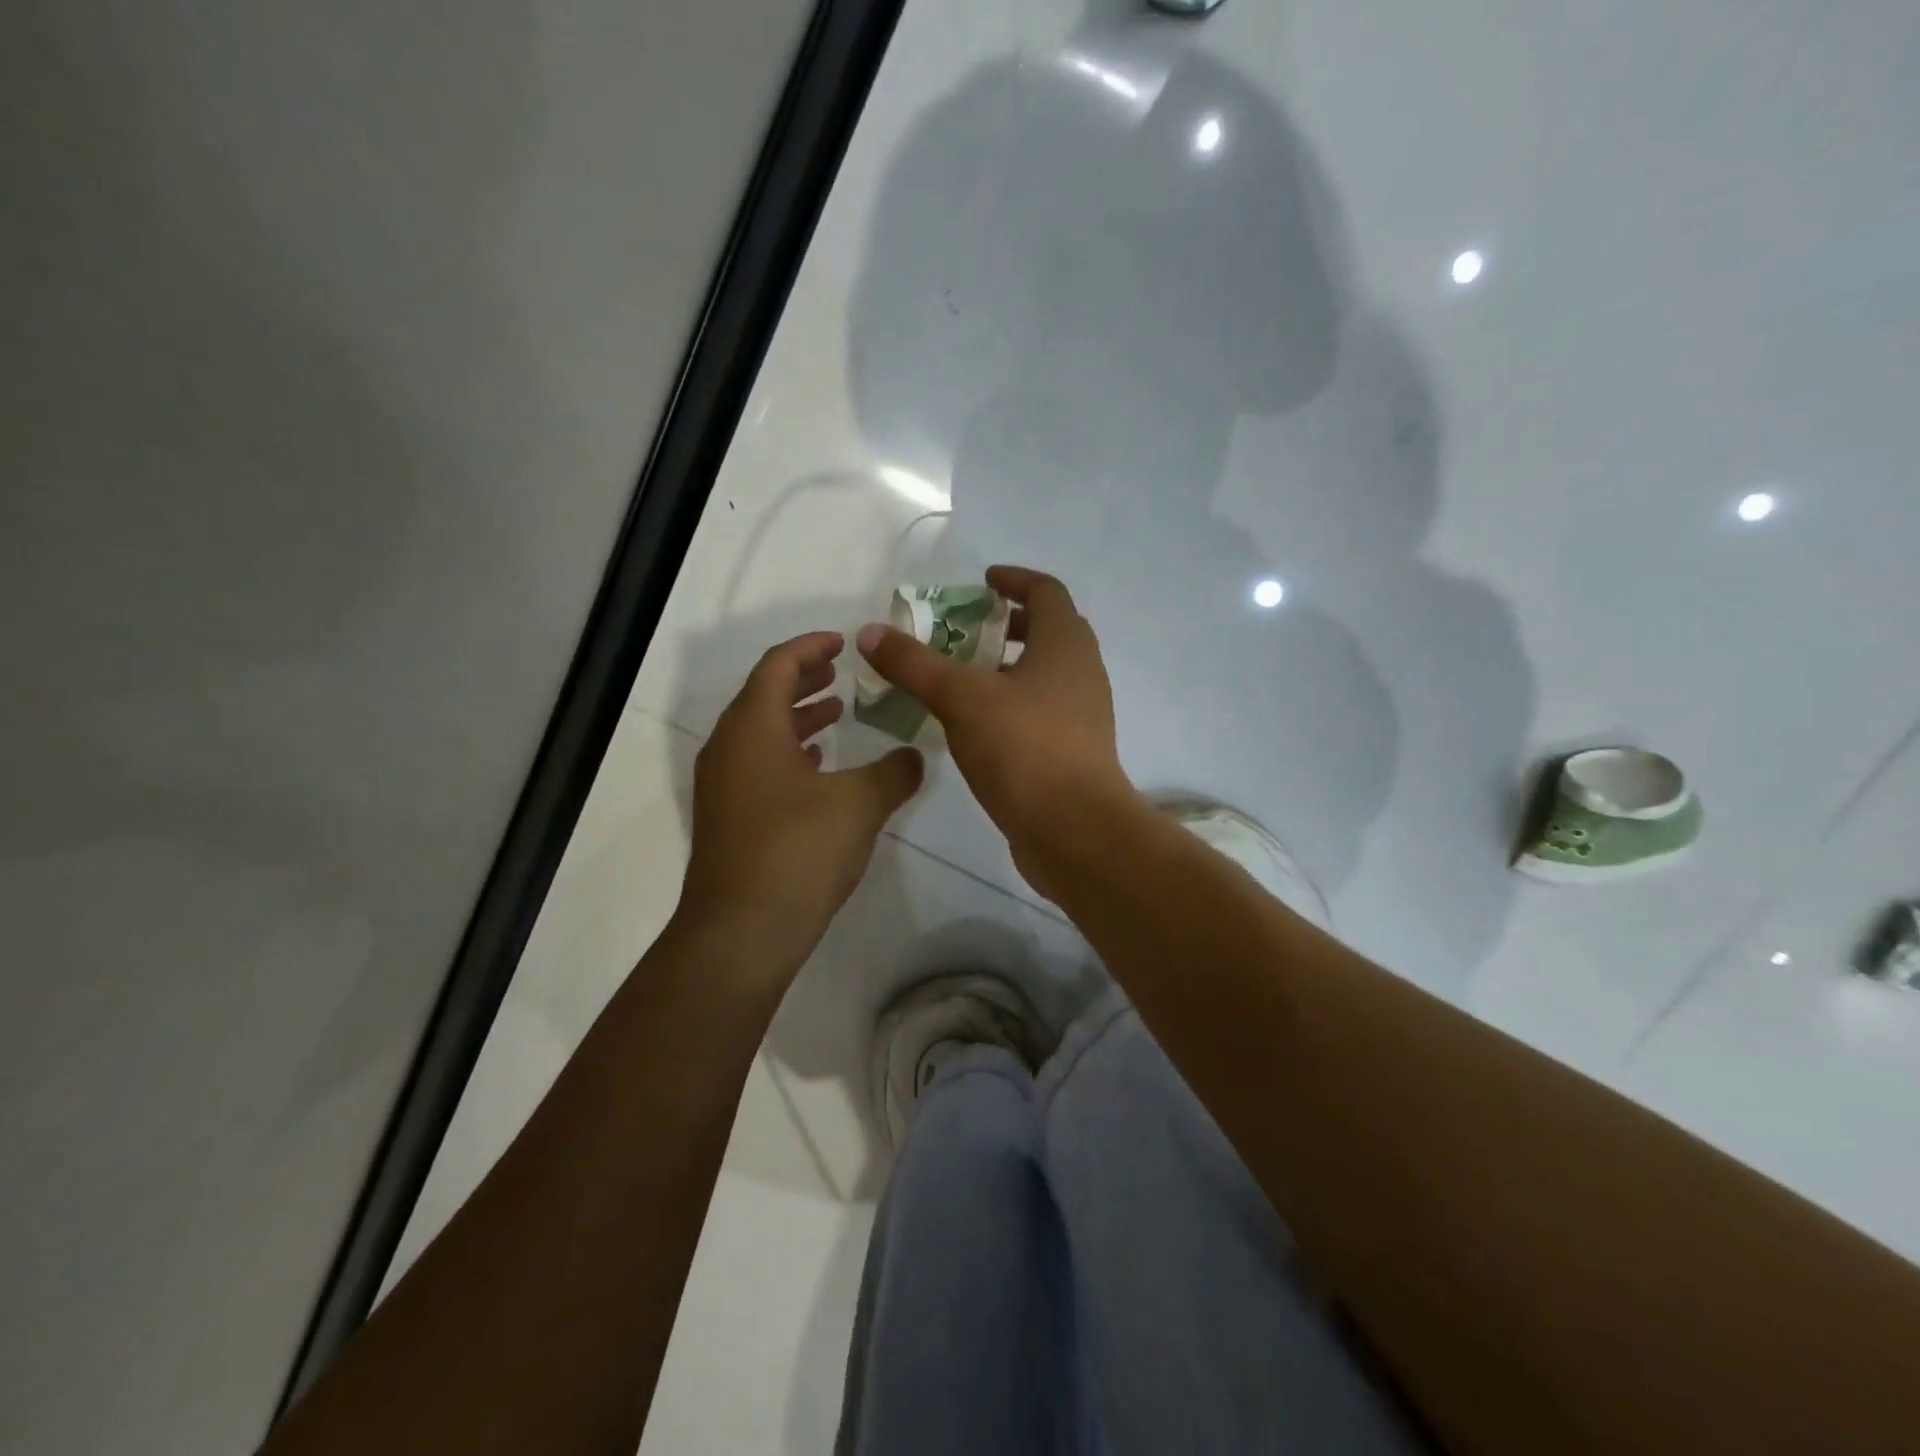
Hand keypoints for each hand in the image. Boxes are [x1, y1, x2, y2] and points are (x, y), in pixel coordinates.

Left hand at [678, 631, 922, 981]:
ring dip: (798, 718)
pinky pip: (758, 766)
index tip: (843, 642)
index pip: (777, 666)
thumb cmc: (798, 852)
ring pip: (760, 733)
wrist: (742, 932)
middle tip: (843, 673)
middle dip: (805, 680)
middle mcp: (729, 748)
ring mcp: (724, 787)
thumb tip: (915, 757)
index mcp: (752, 728)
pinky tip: (819, 769)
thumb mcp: (860, 804)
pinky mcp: (729, 819)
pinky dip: (789, 754)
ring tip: (837, 716)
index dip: (810, 647)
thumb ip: (895, 771)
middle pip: (764, 695)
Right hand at [854, 566, 1134, 892]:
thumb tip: (870, 632)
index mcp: (1066, 644)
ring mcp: (1082, 715)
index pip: (1046, 591)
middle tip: (962, 630)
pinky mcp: (1072, 751)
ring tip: (959, 676)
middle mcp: (1082, 672)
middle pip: (1047, 631)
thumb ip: (915, 664)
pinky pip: (1040, 711)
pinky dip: (1009, 703)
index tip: (982, 581)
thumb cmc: (1024, 748)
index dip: (1014, 580)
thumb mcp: (961, 699)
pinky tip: (973, 724)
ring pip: (1043, 675)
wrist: (1074, 831)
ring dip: (1005, 667)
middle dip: (1006, 625)